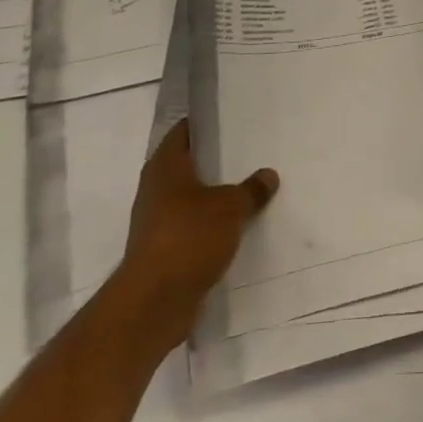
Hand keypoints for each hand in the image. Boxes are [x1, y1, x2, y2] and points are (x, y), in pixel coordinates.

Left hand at [119, 121, 278, 320]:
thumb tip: (268, 175)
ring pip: (192, 198)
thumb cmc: (188, 237)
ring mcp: (157, 222)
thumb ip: (251, 190)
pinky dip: (212, 225)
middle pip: (189, 165)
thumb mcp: (230, 207)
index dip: (207, 123)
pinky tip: (238, 226)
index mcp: (166, 167)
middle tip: (251, 151)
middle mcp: (156, 189)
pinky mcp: (164, 251)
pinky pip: (193, 227)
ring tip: (251, 187)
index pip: (184, 131)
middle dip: (217, 161)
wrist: (154, 303)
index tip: (234, 118)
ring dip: (216, 196)